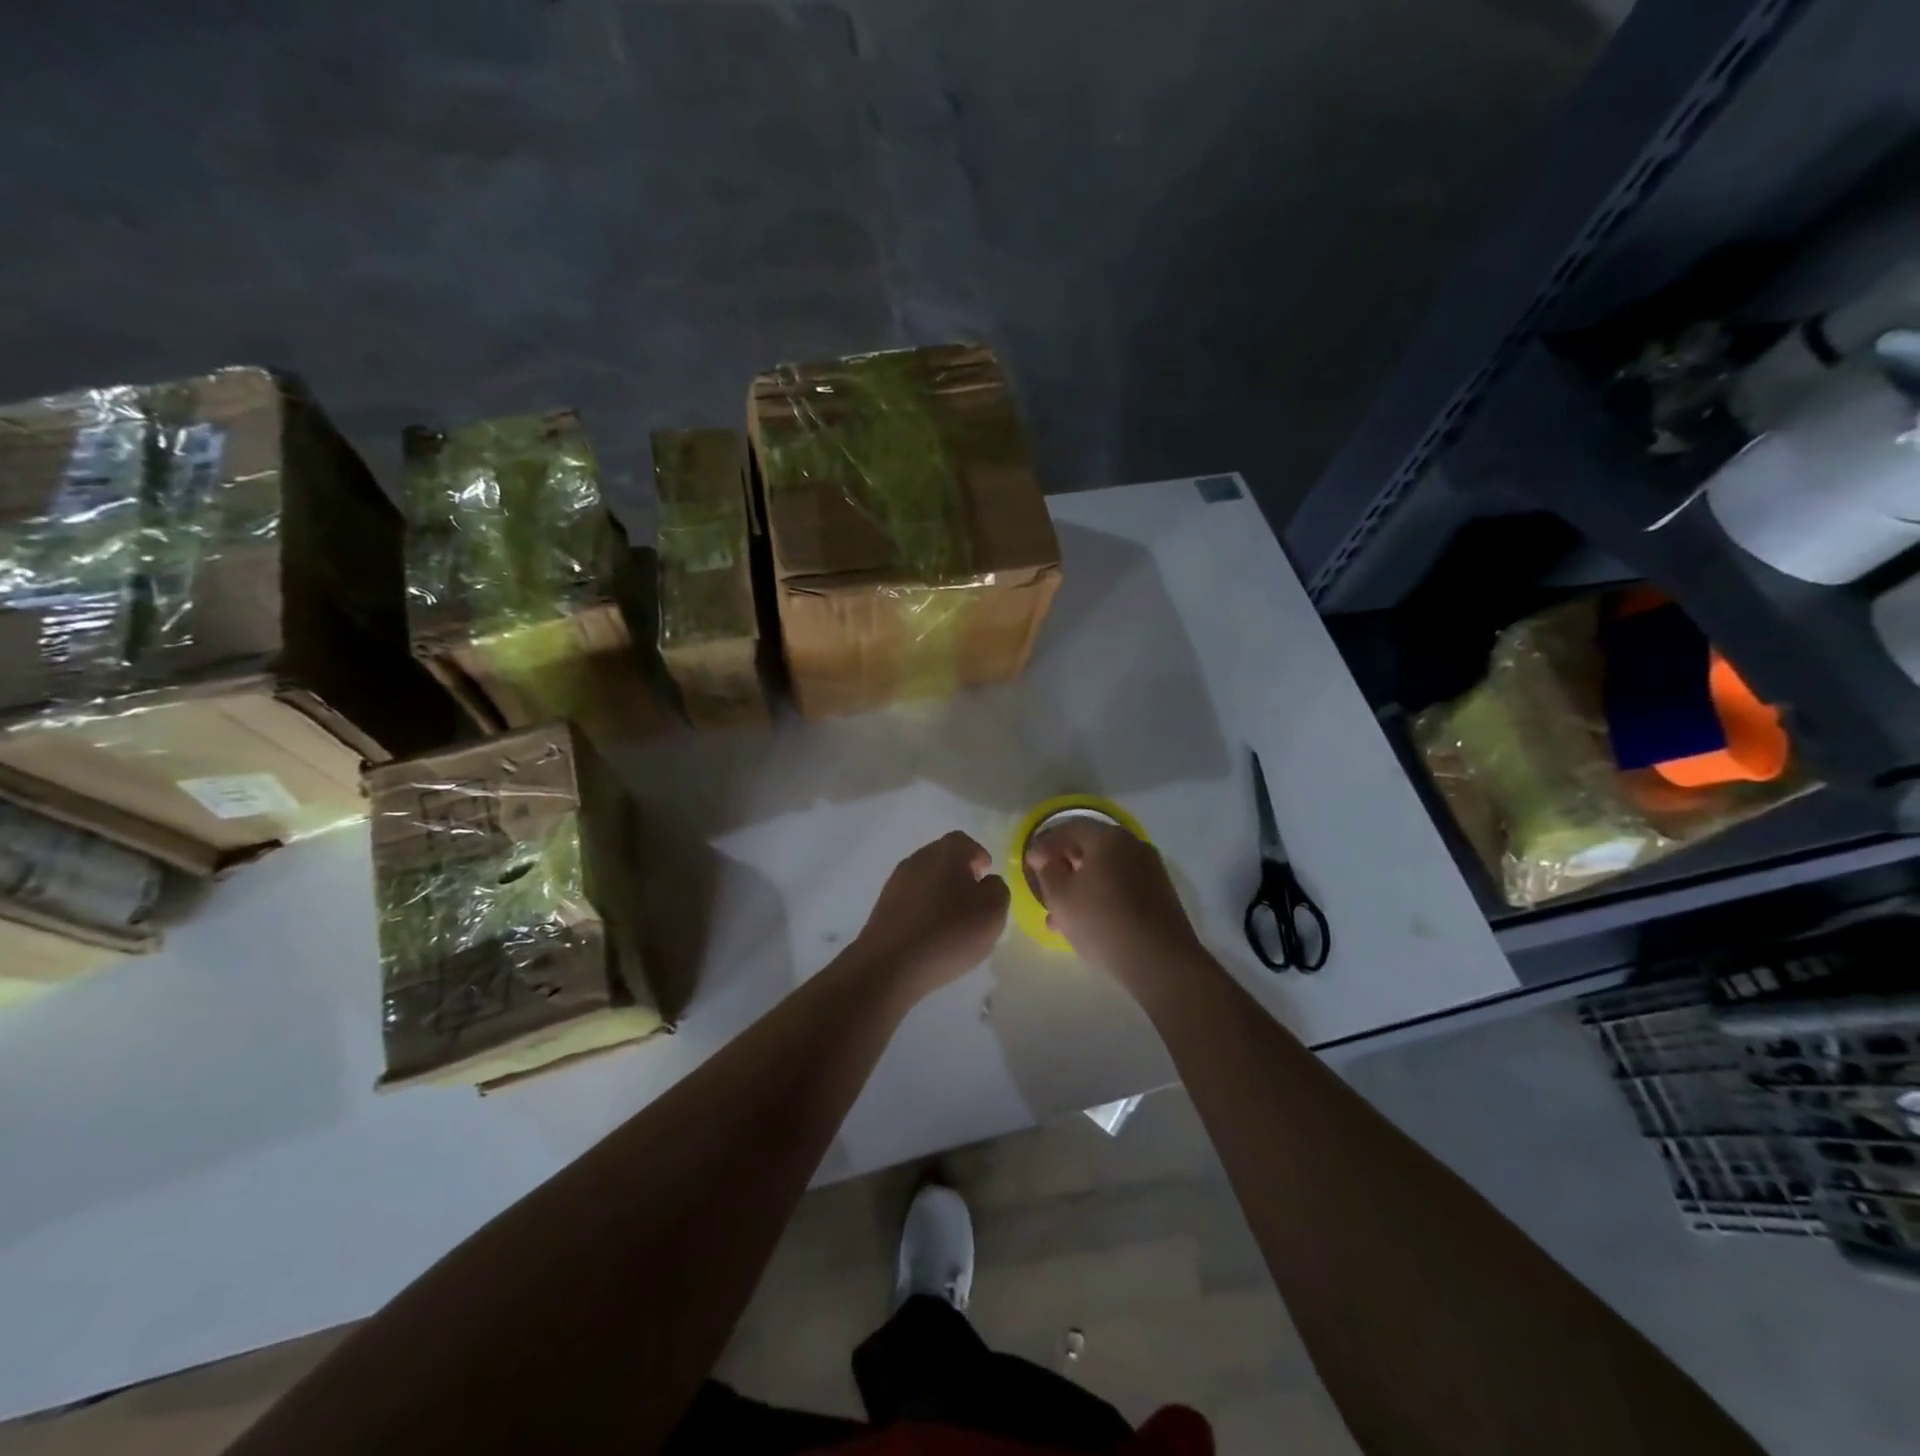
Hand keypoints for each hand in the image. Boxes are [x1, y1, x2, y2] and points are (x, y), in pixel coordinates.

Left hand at [851, 832, 1010, 1002]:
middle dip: (959, 874)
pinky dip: (923, 910)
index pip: (964, 842)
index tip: (986, 876)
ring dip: (940, 893)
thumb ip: (997, 890)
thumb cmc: (949, 933)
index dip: (978, 856)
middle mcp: (918, 859)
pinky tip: (931, 935)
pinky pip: (911, 900)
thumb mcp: (993, 912)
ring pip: (925, 879)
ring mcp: (896, 882)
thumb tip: (987, 883)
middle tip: (973, 900)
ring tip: (954, 922)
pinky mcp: (883, 907)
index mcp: (946, 852)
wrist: (890, 964)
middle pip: (943, 858)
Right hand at [1024, 820, 1199, 985]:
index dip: (1046, 844)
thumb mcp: (1061, 897)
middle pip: (1091, 849)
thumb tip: (1048, 860)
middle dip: (1064, 866)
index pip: (1071, 828)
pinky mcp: (1159, 897)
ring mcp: (1151, 872)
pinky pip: (1121, 889)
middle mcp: (1133, 846)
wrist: (1160, 961)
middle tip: (1044, 885)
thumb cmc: (1102, 921)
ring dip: (1080, 887)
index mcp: (1109, 838)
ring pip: (1106, 873)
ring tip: (1058, 915)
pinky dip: (1100, 899)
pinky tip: (1085, 924)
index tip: (1029, 864)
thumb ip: (1048, 872)